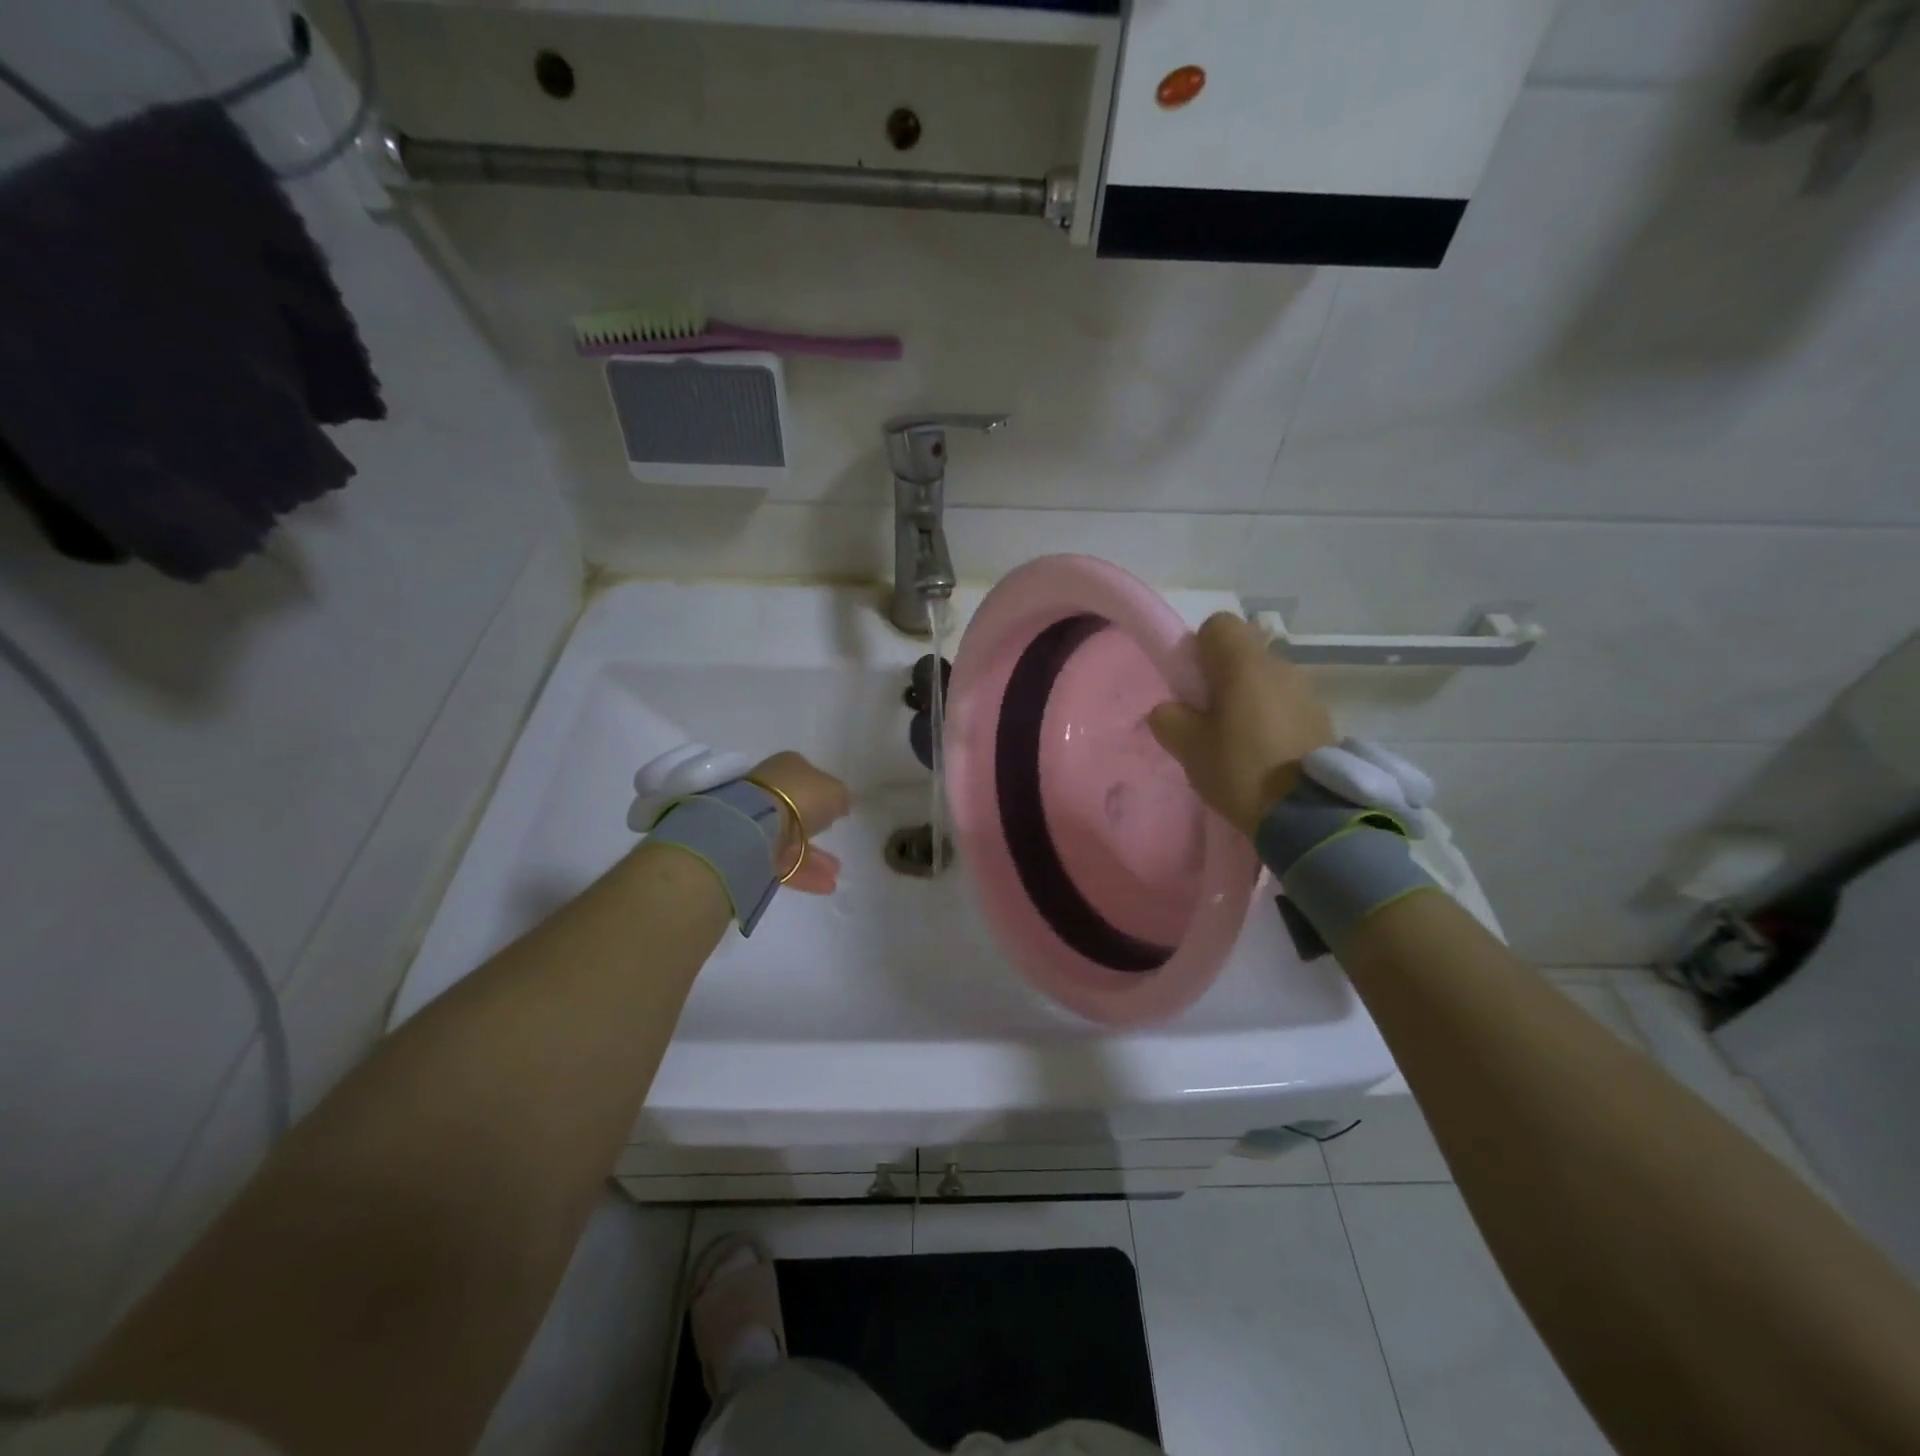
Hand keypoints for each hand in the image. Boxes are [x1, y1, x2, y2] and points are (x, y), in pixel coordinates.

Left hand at [748, 752, 851, 893]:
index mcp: (787, 766)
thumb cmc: (802, 796)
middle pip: (797, 807)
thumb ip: (841, 797)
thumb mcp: (836, 792)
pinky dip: (804, 871)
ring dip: (814, 856)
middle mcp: (769, 788)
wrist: (758, 824)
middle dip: (817, 826)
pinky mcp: (750, 848)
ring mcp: (757, 818)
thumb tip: (841, 804)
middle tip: (835, 837)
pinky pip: (782, 860)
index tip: (837, 809)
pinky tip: (826, 885)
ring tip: (836, 872)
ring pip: (790, 837)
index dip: (823, 793)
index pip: (808, 777)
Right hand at [1147, 613, 1334, 836]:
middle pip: (1243, 653)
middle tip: (1209, 718)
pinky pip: (1286, 704)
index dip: (1199, 648)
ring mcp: (1307, 691)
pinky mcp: (1323, 718)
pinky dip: (1272, 718)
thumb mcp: (1187, 747)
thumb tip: (1171, 709)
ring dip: (1250, 699)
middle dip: (1223, 677)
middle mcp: (1280, 665)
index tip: (1192, 684)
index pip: (1217, 625)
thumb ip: (1169, 718)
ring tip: (1239, 742)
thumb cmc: (1241, 770)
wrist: (1310, 813)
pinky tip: (1265, 755)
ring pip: (1266, 679)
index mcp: (1244, 664)